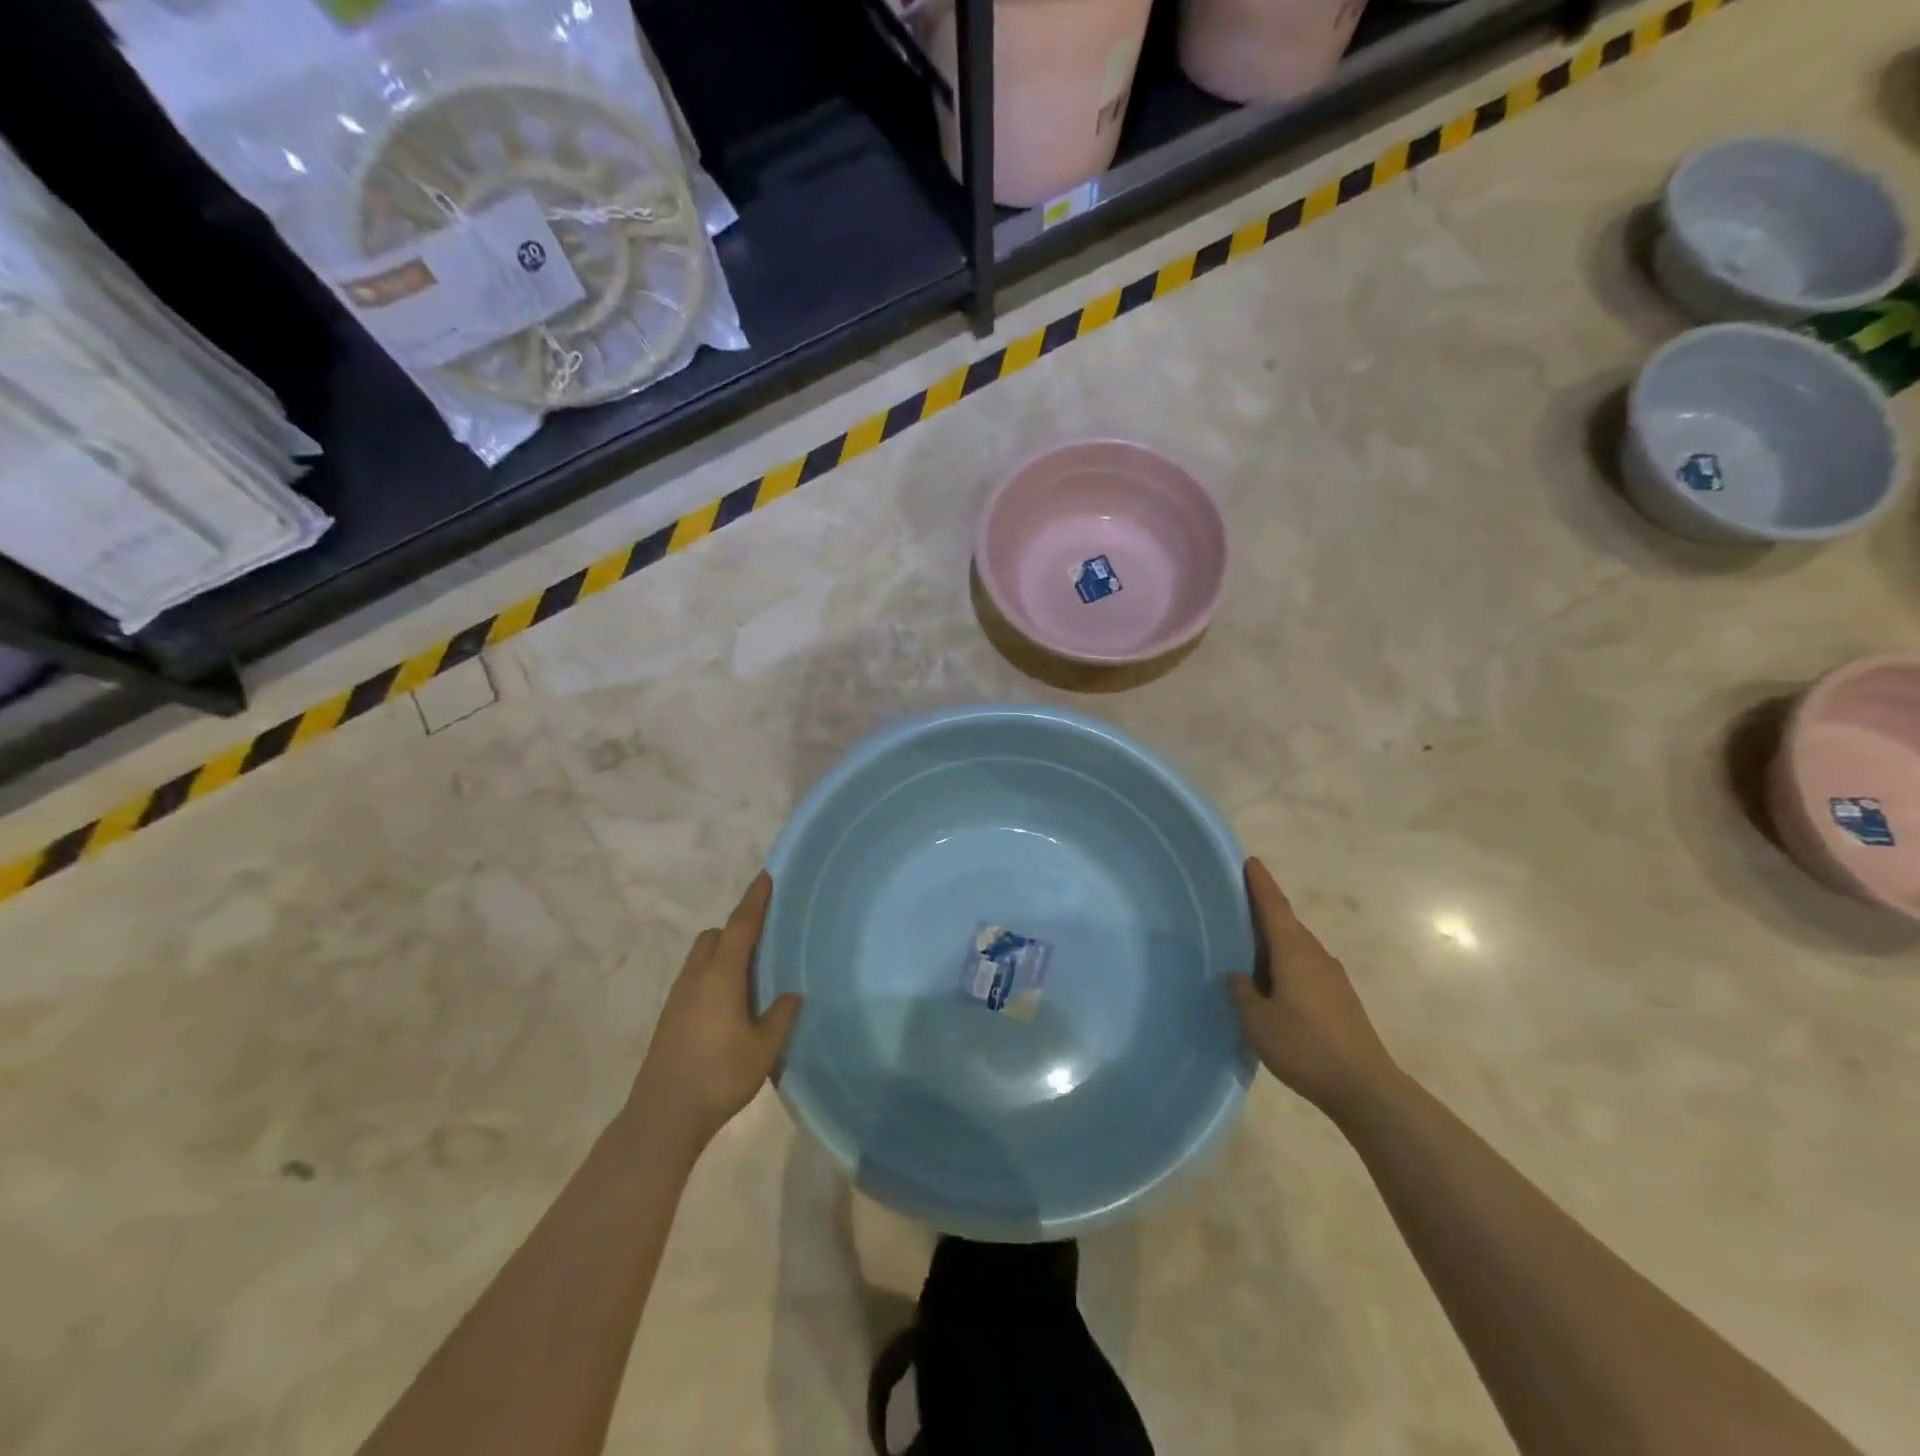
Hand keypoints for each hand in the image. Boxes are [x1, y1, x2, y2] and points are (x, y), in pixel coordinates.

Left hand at [630, 873, 802, 1150]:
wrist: (663, 1115)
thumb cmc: (719, 1075)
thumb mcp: (764, 1048)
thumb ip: (781, 1016)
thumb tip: (791, 994)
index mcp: (721, 976)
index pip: (741, 926)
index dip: (754, 901)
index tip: (765, 877)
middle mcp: (696, 977)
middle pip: (715, 936)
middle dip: (737, 928)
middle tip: (764, 940)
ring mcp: (678, 996)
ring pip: (701, 957)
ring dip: (722, 952)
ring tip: (749, 973)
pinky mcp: (669, 1016)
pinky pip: (694, 977)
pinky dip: (712, 974)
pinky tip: (728, 1003)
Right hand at [1227, 858, 1397, 1116]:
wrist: (1365, 1088)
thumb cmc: (1305, 1046)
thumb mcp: (1258, 1021)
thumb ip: (1242, 993)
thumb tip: (1236, 975)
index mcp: (1294, 951)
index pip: (1274, 906)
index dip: (1261, 883)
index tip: (1251, 861)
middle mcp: (1315, 955)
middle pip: (1287, 924)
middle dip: (1265, 912)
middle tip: (1237, 906)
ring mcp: (1332, 977)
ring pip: (1298, 948)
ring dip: (1276, 942)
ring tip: (1249, 948)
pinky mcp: (1341, 999)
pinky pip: (1306, 968)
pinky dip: (1287, 965)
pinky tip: (1274, 984)